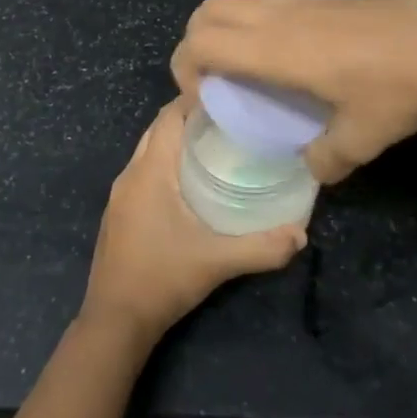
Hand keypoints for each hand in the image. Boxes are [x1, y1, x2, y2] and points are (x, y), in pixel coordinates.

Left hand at [80, 100, 307, 345]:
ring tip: (217, 145)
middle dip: (190, 118)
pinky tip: (192, 182)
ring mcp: (120, 194)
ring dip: (177, 142)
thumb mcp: (216, 262)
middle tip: (231, 120)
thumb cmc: (162, 280)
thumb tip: (302, 234)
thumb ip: (261, 248)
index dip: (195, 99)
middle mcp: (130, 174)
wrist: (114, 321)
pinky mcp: (119, 212)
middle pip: (159, 130)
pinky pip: (143, 172)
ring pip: (149, 151)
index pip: (169, 116)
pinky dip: (166, 163)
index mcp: (149, 172)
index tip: (229, 96)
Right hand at [171, 0, 416, 183]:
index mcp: (273, 50)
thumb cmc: (396, 90)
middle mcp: (278, 17)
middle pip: (209, 9)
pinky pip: (271, 0)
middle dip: (195, 39)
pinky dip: (257, 21)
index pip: (201, 43)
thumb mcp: (359, 139)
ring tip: (245, 64)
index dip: (184, 68)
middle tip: (212, 77)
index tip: (201, 99)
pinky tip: (290, 54)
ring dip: (226, 25)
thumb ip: (326, 159)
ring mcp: (303, 2)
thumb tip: (313, 170)